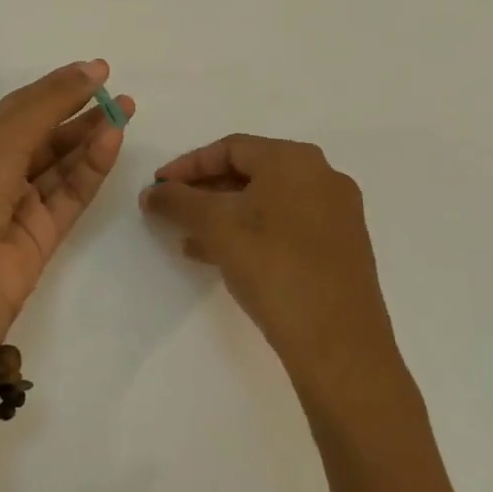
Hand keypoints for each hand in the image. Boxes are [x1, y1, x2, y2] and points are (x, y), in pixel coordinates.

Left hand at [0, 60, 133, 353]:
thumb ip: (43, 109)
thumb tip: (86, 70)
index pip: (20, 108)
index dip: (57, 87)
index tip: (97, 70)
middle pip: (46, 134)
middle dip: (80, 111)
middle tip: (119, 94)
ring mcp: (21, 205)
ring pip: (63, 162)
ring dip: (91, 137)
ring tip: (126, 112)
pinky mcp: (44, 234)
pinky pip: (71, 192)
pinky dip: (92, 167)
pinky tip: (112, 141)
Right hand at [140, 134, 398, 386]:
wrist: (338, 343)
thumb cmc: (273, 266)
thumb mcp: (215, 226)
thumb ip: (177, 201)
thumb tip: (152, 192)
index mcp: (295, 159)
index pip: (230, 148)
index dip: (187, 165)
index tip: (158, 187)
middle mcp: (322, 177)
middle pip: (250, 173)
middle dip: (205, 192)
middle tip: (172, 212)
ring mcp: (336, 214)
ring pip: (266, 203)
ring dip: (224, 216)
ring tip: (189, 241)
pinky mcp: (341, 249)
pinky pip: (285, 227)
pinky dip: (250, 234)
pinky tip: (222, 259)